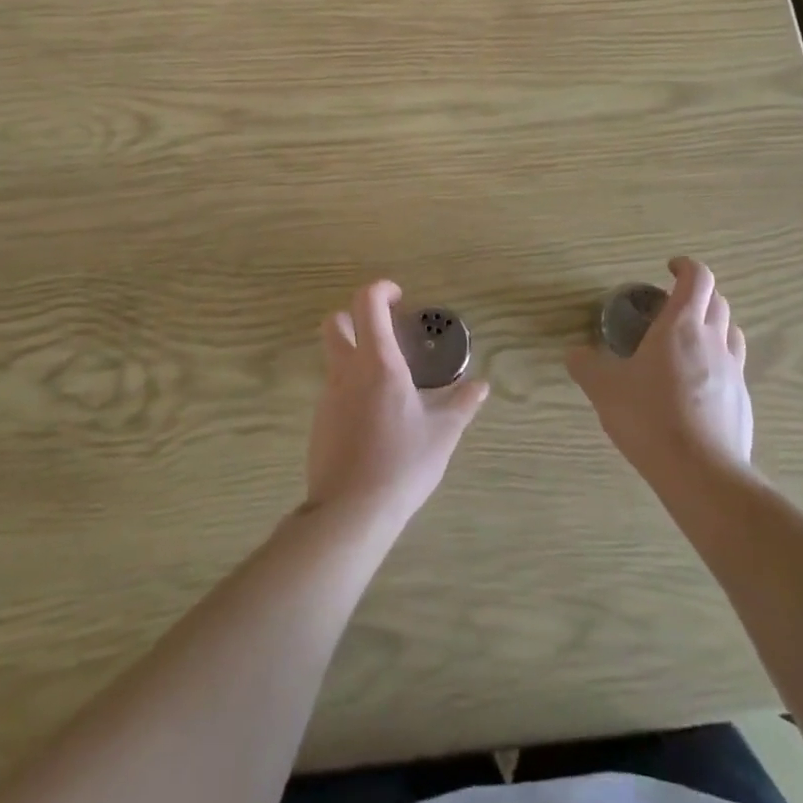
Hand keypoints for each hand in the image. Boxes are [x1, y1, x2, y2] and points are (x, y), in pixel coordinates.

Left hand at [306, 280, 489, 528]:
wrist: (350, 514)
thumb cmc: (402, 464)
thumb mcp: (442, 434)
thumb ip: (462, 404)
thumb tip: (481, 386)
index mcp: (378, 363)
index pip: (366, 303)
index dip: (381, 289)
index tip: (400, 299)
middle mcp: (346, 372)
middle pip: (334, 323)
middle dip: (356, 316)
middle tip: (386, 331)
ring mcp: (328, 397)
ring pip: (334, 358)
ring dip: (357, 354)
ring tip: (391, 382)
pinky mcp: (320, 423)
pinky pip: (335, 390)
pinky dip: (353, 388)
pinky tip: (376, 418)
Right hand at [568, 258, 753, 484]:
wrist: (702, 474)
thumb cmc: (650, 418)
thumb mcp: (604, 389)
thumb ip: (586, 366)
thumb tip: (574, 354)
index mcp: (681, 325)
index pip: (697, 278)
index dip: (685, 266)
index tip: (669, 268)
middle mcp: (712, 340)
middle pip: (717, 300)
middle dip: (698, 295)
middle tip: (672, 307)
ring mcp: (733, 371)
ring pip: (731, 331)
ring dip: (713, 324)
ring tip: (689, 340)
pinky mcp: (742, 401)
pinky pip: (734, 367)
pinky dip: (719, 362)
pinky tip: (698, 386)